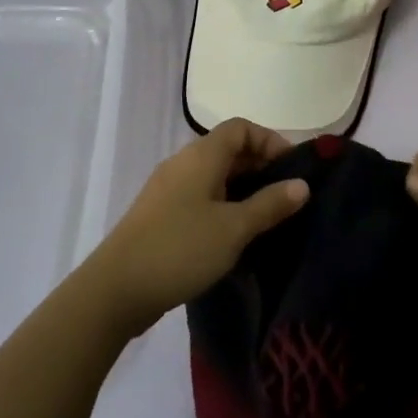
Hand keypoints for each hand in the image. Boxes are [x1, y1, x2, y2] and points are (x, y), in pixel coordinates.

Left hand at [79, 118, 308, 337]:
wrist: (116, 289)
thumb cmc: (180, 249)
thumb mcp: (234, 228)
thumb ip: (270, 205)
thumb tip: (302, 185)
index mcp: (201, 156)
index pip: (241, 127)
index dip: (270, 140)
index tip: (293, 170)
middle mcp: (183, 163)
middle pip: (228, 149)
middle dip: (260, 166)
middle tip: (287, 196)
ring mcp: (168, 189)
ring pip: (214, 175)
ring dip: (243, 188)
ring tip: (268, 217)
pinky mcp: (160, 214)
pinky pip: (200, 196)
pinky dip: (223, 205)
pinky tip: (236, 234)